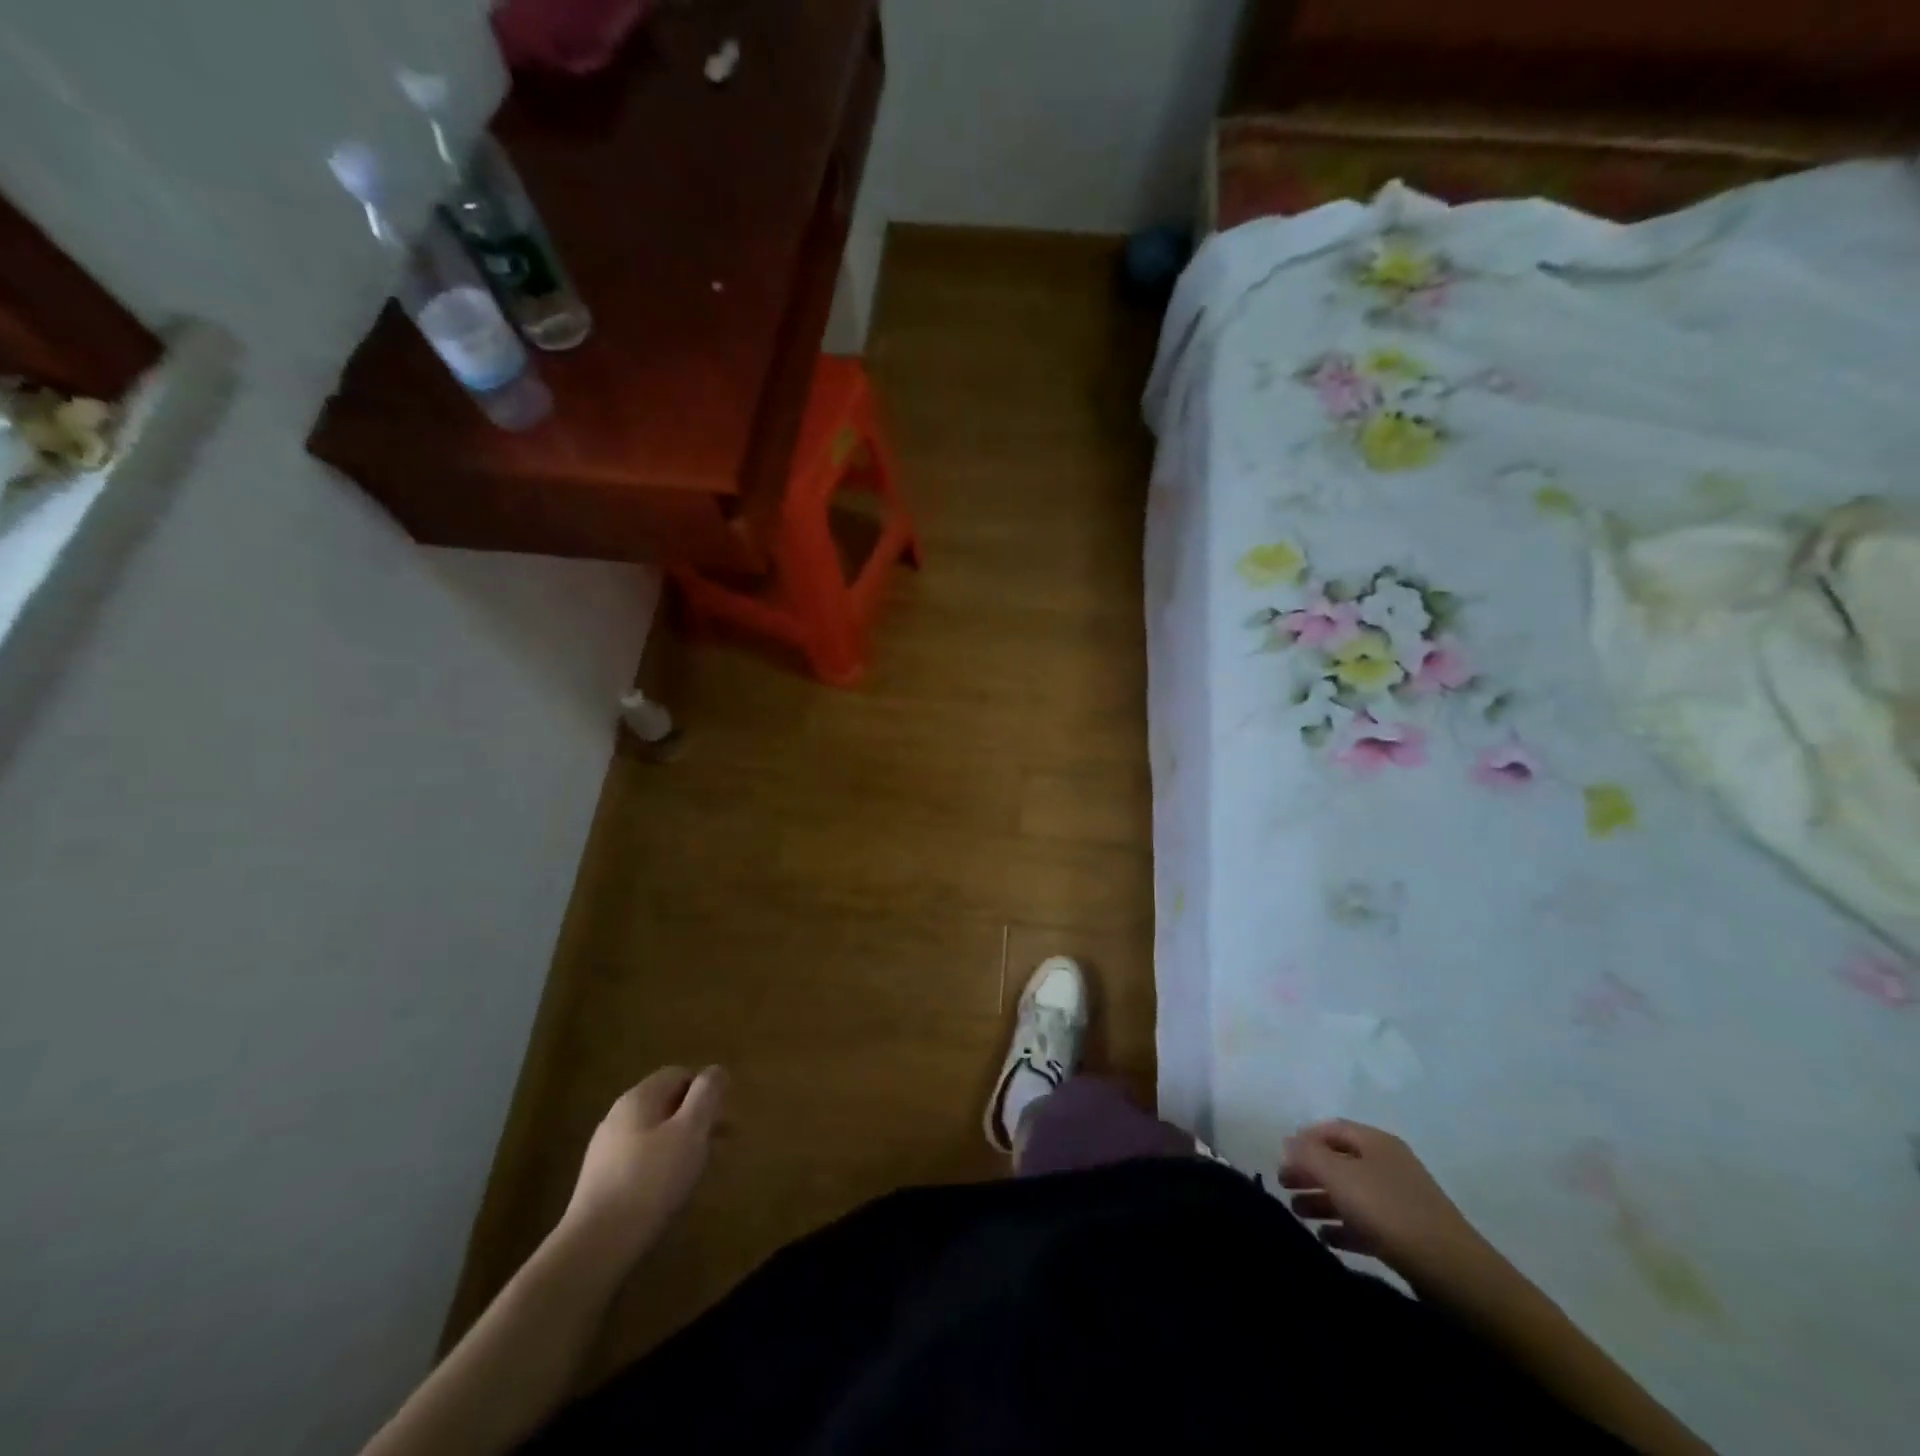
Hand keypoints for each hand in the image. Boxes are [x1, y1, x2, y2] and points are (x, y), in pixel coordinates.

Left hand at [563, 1065, 726, 1261]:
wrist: (596, 1246)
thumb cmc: (651, 1180)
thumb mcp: (690, 1131)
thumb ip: (706, 1095)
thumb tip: (716, 1070)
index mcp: (639, 1097)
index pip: (679, 1075)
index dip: (705, 1089)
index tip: (723, 1115)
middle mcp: (618, 1116)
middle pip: (667, 1104)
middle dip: (697, 1118)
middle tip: (722, 1142)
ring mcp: (606, 1150)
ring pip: (655, 1133)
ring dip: (683, 1142)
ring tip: (702, 1167)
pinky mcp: (601, 1182)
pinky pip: (641, 1159)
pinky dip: (663, 1164)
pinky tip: (672, 1189)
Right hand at [1280, 1119, 1503, 1296]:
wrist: (1453, 1271)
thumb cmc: (1389, 1211)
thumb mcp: (1340, 1176)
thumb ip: (1308, 1155)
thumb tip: (1289, 1142)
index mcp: (1375, 1142)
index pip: (1330, 1129)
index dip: (1303, 1139)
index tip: (1281, 1157)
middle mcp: (1387, 1164)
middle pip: (1339, 1161)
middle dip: (1309, 1172)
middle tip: (1284, 1187)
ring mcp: (1399, 1200)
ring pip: (1350, 1193)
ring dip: (1322, 1201)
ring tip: (1298, 1214)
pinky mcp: (1406, 1234)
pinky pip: (1366, 1223)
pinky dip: (1343, 1227)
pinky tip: (1325, 1239)